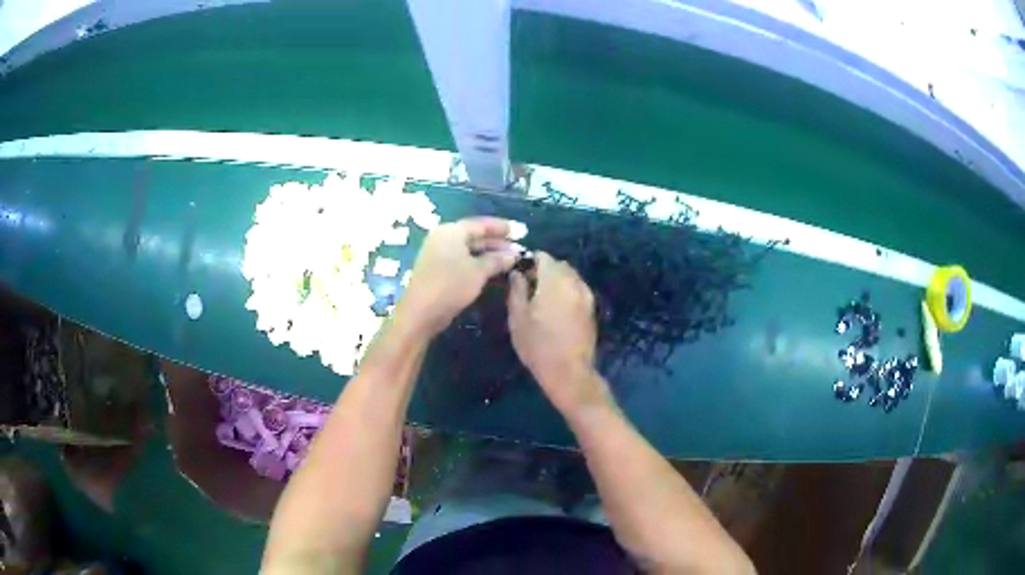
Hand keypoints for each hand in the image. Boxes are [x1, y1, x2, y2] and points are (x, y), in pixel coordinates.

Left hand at [397, 217, 520, 335]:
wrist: (421, 312)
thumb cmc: (451, 285)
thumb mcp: (478, 271)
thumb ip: (497, 260)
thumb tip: (514, 254)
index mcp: (451, 231)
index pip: (481, 224)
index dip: (502, 228)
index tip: (520, 232)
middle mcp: (443, 237)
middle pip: (474, 235)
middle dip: (497, 242)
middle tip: (519, 249)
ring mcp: (438, 253)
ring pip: (469, 249)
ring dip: (489, 254)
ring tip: (510, 260)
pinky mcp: (437, 269)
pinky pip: (462, 259)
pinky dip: (477, 262)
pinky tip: (492, 270)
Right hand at [508, 253, 606, 412]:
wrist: (569, 371)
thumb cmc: (537, 345)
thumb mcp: (517, 318)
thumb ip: (517, 290)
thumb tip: (517, 273)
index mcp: (554, 281)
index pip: (543, 257)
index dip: (530, 261)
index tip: (520, 275)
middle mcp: (574, 282)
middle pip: (559, 265)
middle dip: (544, 270)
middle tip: (529, 288)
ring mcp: (586, 296)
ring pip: (570, 277)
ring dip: (557, 281)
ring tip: (543, 300)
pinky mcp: (592, 309)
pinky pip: (578, 290)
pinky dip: (567, 292)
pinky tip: (557, 310)